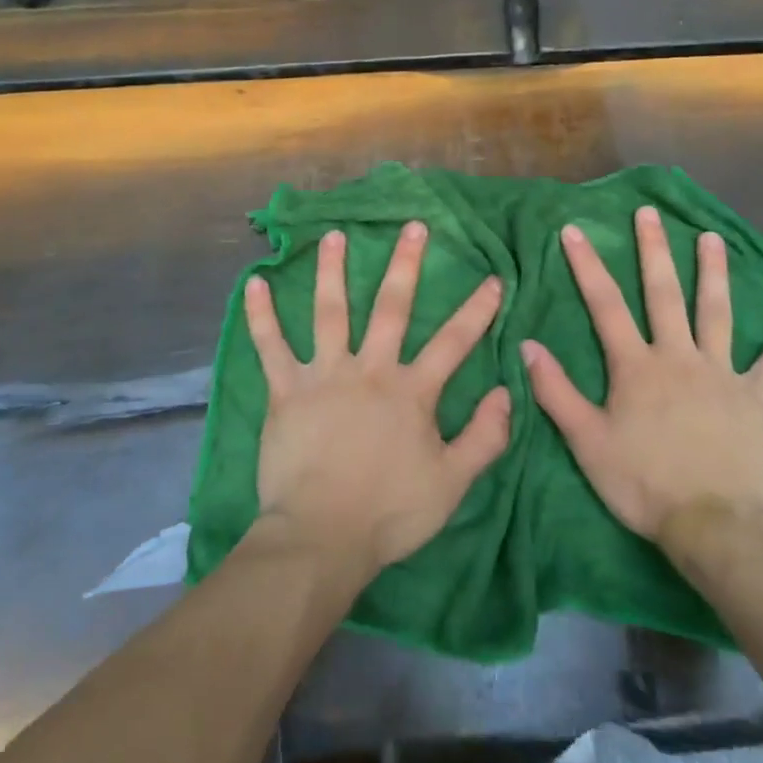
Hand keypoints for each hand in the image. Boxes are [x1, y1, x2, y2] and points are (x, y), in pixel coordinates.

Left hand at [245, 222, 509, 578]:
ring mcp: (324, 375)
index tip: (493, 278)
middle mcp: (370, 370)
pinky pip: (270, 346)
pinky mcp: (286, 390)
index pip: (454, 342)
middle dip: (406, 264)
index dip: (477, 310)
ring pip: (330, 312)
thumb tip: (509, 393)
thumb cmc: (389, 512)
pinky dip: (261, 315)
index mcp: (411, 391)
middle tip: (413, 226)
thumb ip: (485, 437)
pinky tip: (254, 284)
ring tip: (334, 235)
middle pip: (391, 308)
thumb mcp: (452, 484)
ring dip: (332, 271)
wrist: (321, 536)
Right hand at [522, 206, 762, 543]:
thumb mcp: (586, 441)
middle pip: (664, 294)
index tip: (574, 231)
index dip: (587, 266)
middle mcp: (678, 357)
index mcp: (636, 366)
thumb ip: (555, 391)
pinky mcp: (755, 399)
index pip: (605, 305)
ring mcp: (721, 375)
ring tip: (713, 238)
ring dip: (714, 274)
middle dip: (654, 251)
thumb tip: (528, 346)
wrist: (712, 526)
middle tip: (650, 214)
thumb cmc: (642, 483)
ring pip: (717, 314)